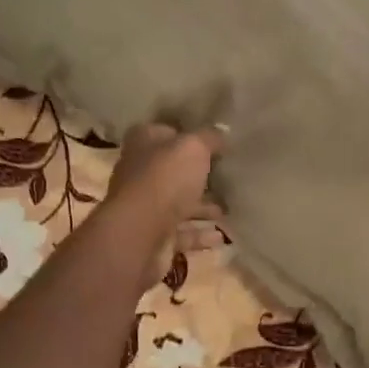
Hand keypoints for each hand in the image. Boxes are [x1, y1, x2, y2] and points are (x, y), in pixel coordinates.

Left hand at [100, 123, 223, 289]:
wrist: (139, 233)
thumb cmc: (165, 179)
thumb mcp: (193, 147)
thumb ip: (209, 138)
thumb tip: (222, 130)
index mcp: (143, 144)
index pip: (166, 132)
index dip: (189, 135)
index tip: (216, 142)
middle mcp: (140, 173)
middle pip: (173, 171)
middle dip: (198, 175)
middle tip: (227, 177)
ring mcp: (145, 207)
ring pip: (178, 204)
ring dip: (202, 208)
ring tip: (230, 208)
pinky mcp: (153, 237)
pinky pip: (181, 234)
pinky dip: (200, 235)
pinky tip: (221, 236)